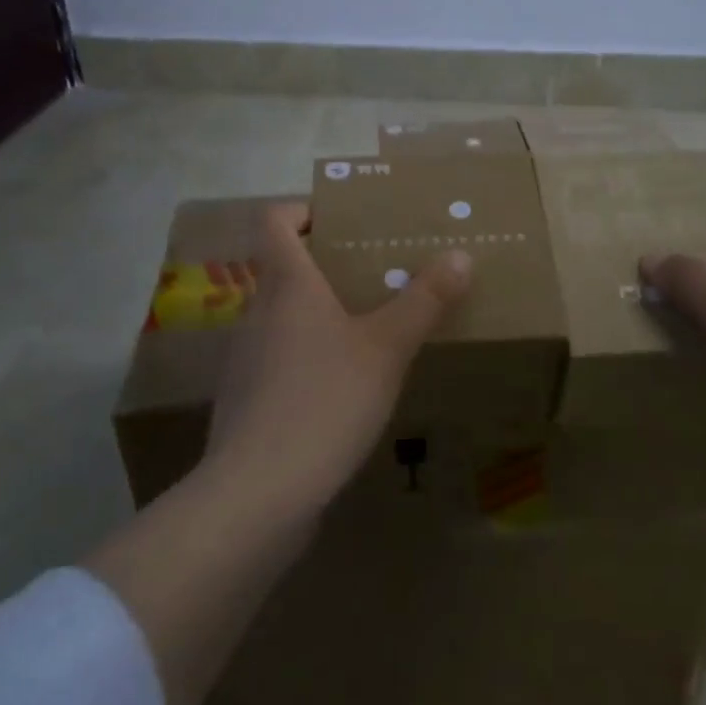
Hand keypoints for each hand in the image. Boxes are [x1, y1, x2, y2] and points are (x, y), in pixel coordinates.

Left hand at [205, 203, 472, 512]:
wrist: (258, 494)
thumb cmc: (325, 400)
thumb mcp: (387, 347)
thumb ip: (424, 300)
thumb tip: (460, 254)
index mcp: (287, 284)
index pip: (273, 221)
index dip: (301, 209)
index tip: (339, 218)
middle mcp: (258, 312)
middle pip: (282, 269)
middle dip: (325, 265)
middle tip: (374, 272)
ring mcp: (245, 359)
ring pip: (281, 316)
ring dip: (317, 313)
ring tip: (366, 328)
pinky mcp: (246, 402)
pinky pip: (278, 359)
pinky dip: (307, 356)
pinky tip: (341, 387)